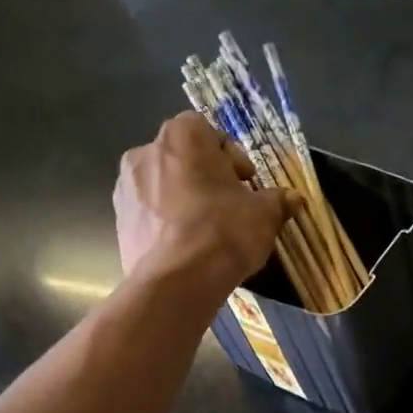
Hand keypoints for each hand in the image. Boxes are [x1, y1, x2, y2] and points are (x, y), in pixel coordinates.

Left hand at [113, 112, 292, 287]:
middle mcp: (146, 151)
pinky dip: (167, 223)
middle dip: (206, 177)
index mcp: (183, 137)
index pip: (207, 130)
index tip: (245, 183)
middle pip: (183, 157)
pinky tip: (186, 248)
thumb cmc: (224, 232)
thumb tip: (294, 198)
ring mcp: (126, 186)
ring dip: (184, 199)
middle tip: (229, 206)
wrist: (178, 281)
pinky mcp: (119, 220)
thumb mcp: (264, 215)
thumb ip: (278, 201)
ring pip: (163, 185)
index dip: (230, 156)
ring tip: (206, 231)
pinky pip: (150, 213)